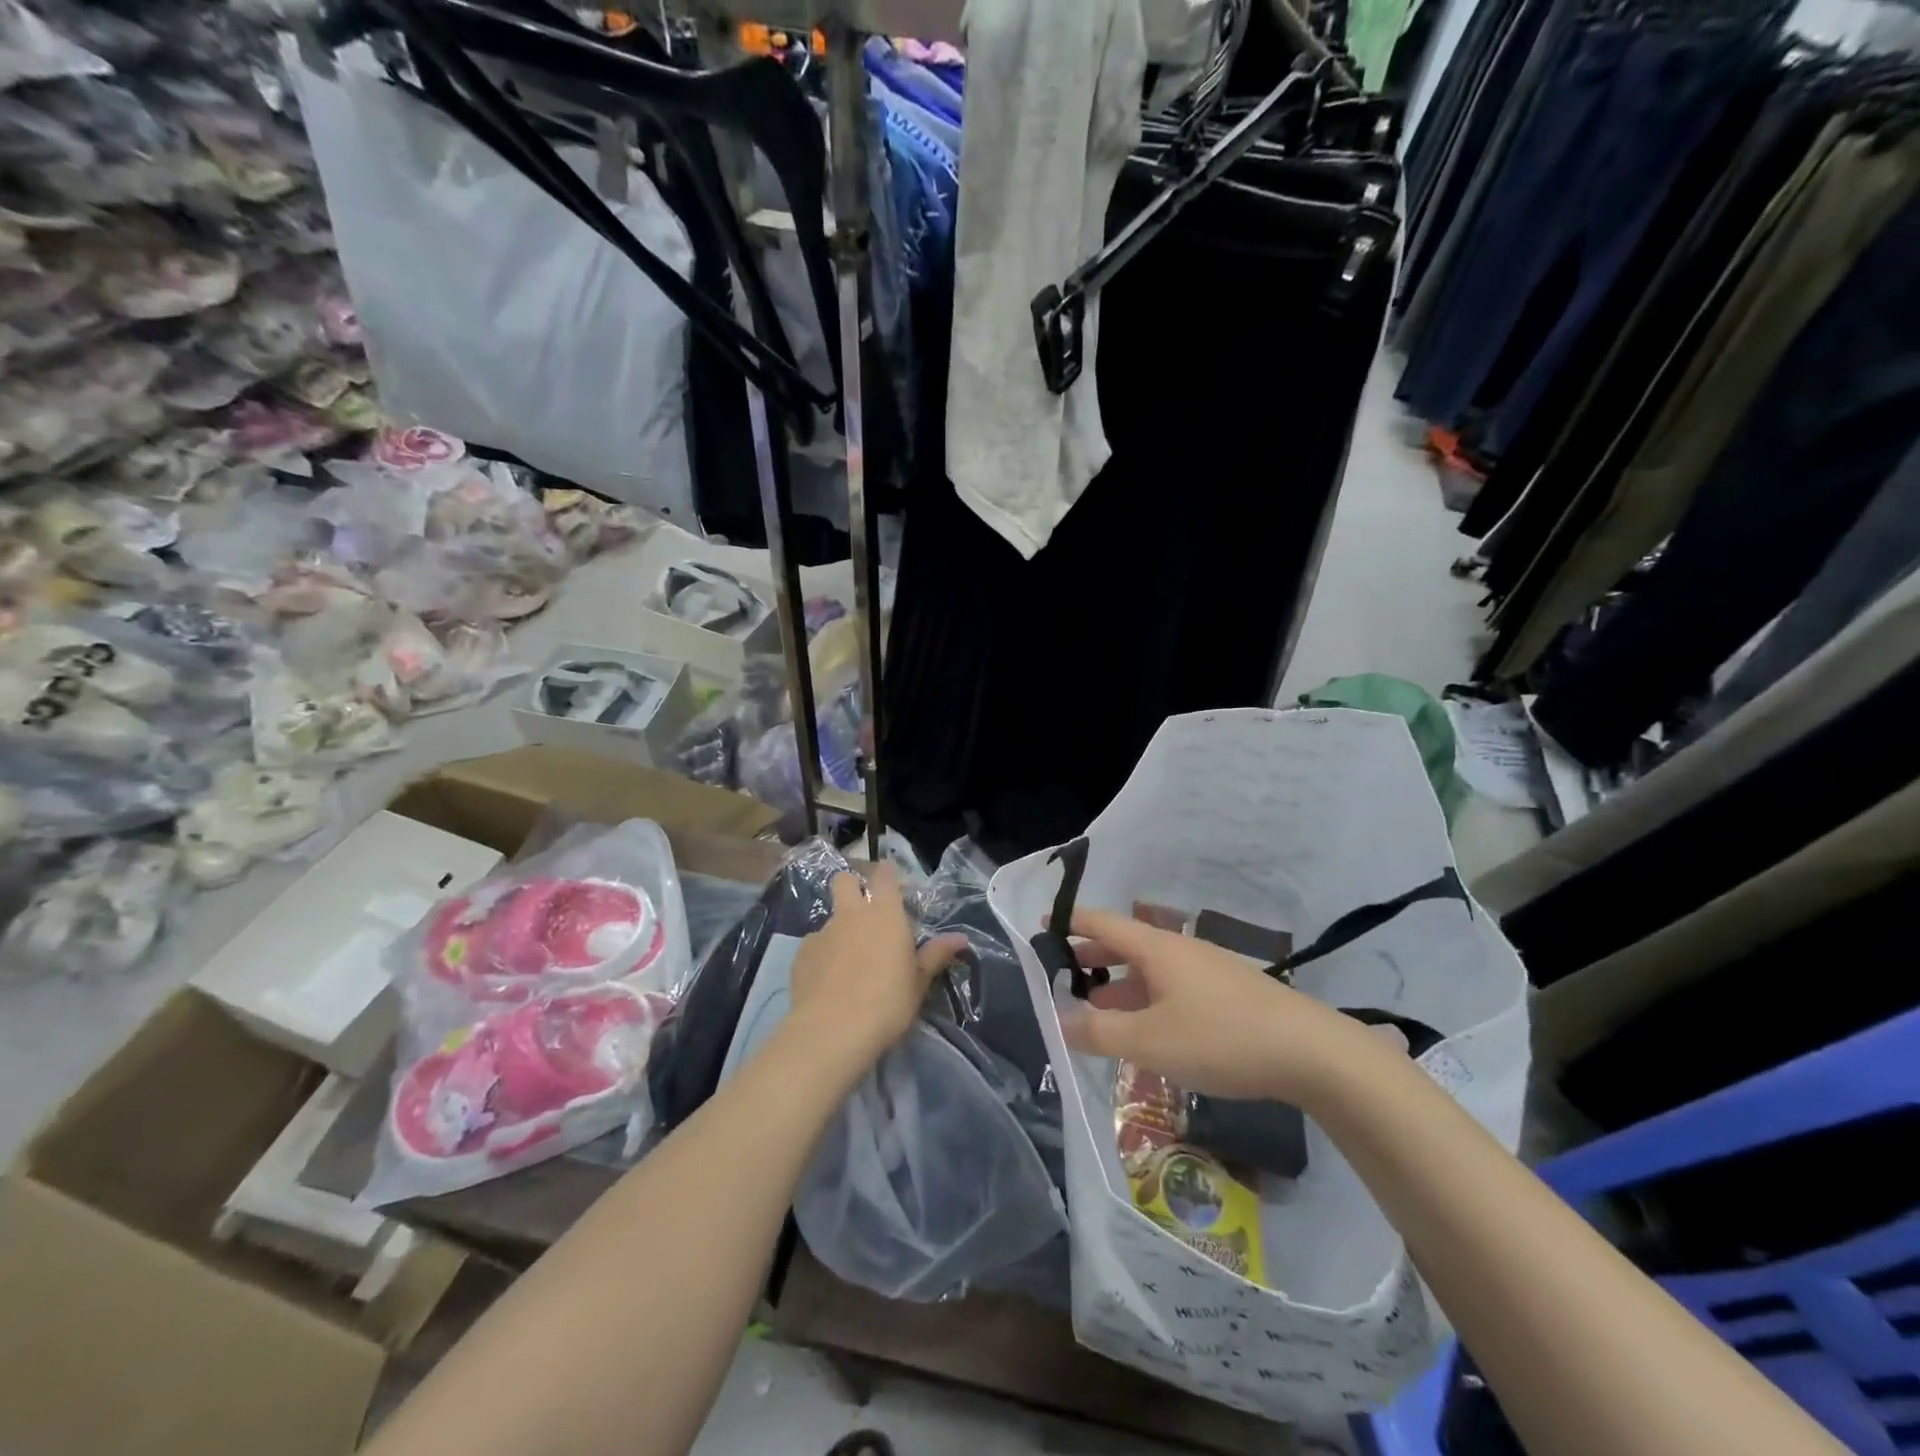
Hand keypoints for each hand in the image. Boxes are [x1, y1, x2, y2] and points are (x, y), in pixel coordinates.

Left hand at [787, 865, 966, 1068]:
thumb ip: (936, 955)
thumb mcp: (918, 982)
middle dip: (852, 887)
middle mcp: (851, 914)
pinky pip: (814, 945)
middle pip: (844, 881)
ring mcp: (822, 932)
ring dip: (839, 929)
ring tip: (847, 960)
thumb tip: (961, 938)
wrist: (832, 1031)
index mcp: (885, 914)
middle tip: (863, 909)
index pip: (884, 875)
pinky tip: (827, 980)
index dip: (886, 873)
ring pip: (829, 917)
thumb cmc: (887, 1003)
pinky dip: (822, 955)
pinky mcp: (801, 954)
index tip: (891, 881)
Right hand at [1061, 909, 1369, 1104]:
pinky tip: (1149, 1031)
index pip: (1102, 922)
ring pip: (1152, 970)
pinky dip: (1149, 1000)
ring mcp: (1208, 970)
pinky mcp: (1229, 994)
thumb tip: (1059, 1022)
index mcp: (1156, 948)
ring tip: (1099, 1010)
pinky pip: (1174, 988)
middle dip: (1092, 958)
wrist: (1311, 1052)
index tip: (1044, 924)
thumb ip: (1099, 1033)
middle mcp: (1180, 950)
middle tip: (1064, 974)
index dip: (1071, 922)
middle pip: (1126, 944)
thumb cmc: (1220, 1038)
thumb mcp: (1150, 1041)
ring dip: (1121, 986)